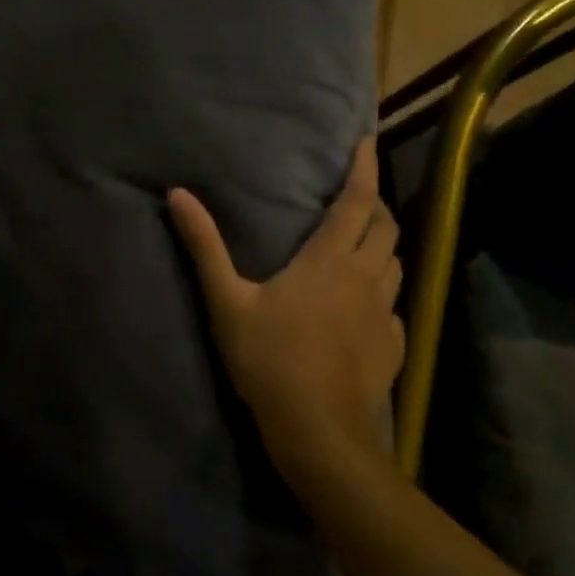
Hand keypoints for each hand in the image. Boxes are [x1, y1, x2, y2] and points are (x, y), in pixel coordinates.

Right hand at [168, 138, 403, 480]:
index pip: (358, 202)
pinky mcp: (394, 346)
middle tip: (358, 194)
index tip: (368, 142)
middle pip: (386, 227)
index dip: (365, 169)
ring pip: (396, 264)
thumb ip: (204, 246)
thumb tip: (178, 194)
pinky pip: (395, 305)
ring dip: (383, 244)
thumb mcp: (227, 300)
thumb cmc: (270, 359)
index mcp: (330, 260)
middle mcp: (365, 278)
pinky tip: (366, 303)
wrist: (319, 433)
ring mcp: (385, 314)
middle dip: (376, 204)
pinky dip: (383, 289)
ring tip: (365, 241)